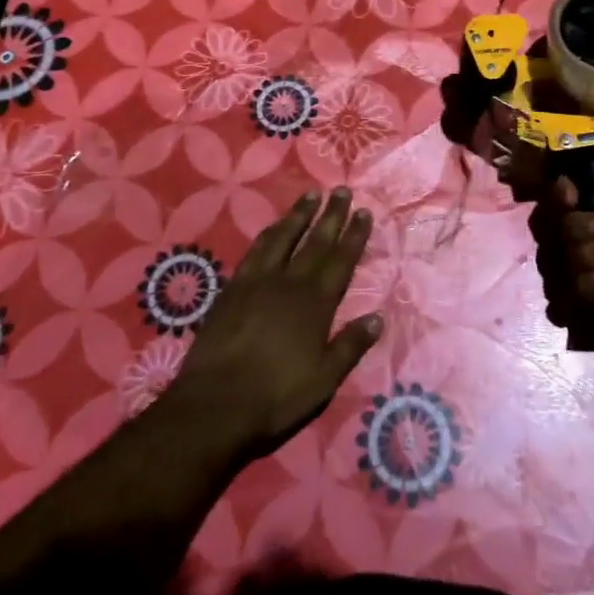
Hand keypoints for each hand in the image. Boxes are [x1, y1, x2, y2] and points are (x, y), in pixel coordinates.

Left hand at [168, 188, 382, 461]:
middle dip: (331, 215)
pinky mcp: (234, 287)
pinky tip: (274, 225)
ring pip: (284, 238)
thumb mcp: (324, 381)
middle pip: (316, 242)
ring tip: (311, 195)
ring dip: (299, 215)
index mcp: (316, 305)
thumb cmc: (276, 397)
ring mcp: (259, 282)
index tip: (363, 212)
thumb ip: (350, 346)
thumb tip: (378, 317)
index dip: (354, 236)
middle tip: (341, 190)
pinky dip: (269, 233)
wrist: (216, 404)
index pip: (341, 261)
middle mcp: (290, 283)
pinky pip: (256, 250)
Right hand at [531, 133, 593, 326]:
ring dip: (581, 260)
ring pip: (554, 264)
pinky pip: (563, 301)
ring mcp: (588, 272)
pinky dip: (580, 292)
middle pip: (550, 230)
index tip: (571, 193)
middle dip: (577, 231)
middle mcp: (587, 237)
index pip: (556, 198)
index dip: (556, 195)